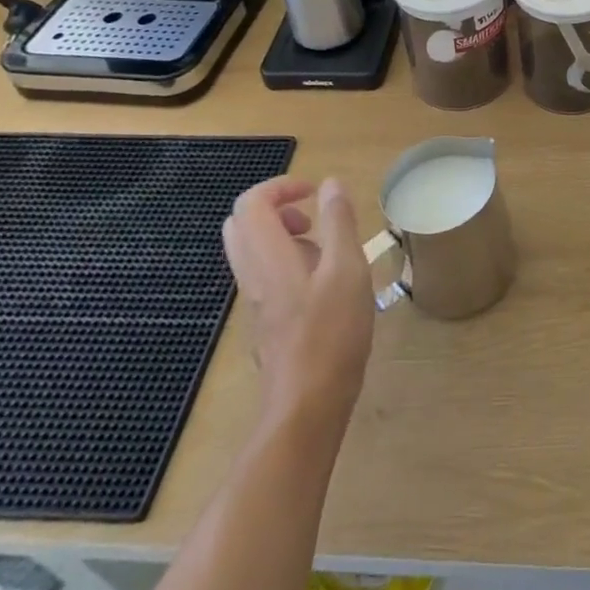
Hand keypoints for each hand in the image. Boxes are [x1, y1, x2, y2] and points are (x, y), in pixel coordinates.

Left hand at [222, 177, 373, 427]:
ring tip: (324, 248)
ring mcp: (257, 301)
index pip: (251, 204)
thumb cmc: (332, 333)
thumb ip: (339, 223)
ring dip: (283, 235)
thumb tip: (331, 183)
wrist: (307, 406)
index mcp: (269, 257)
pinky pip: (265, 275)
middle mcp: (254, 276)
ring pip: (252, 251)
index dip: (281, 186)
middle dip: (276, 208)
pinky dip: (288, 262)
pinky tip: (324, 283)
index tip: (315, 192)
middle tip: (311, 218)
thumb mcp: (347, 269)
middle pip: (241, 225)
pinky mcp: (267, 322)